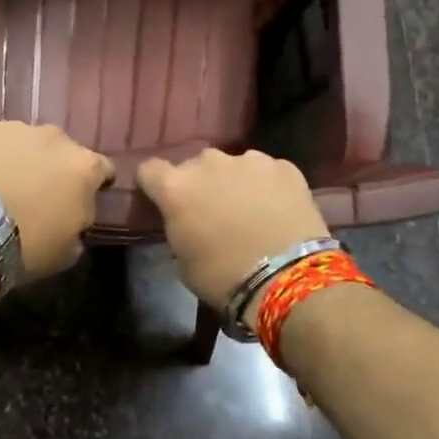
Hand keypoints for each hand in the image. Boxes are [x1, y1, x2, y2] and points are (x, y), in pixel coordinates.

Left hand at [0, 121, 113, 281]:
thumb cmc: (25, 247)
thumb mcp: (68, 250)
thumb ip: (79, 223)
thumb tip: (74, 217)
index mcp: (83, 166)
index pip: (103, 169)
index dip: (95, 185)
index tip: (81, 199)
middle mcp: (54, 137)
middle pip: (62, 150)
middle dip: (54, 168)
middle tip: (37, 193)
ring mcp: (14, 128)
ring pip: (24, 142)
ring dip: (20, 158)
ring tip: (2, 184)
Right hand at [138, 149, 330, 313]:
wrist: (288, 277)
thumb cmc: (224, 277)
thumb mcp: (183, 261)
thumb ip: (179, 228)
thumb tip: (187, 222)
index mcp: (176, 187)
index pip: (150, 170)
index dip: (154, 185)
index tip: (163, 202)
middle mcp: (209, 163)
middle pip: (195, 165)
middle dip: (199, 184)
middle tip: (211, 212)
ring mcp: (250, 160)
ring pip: (233, 166)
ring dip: (234, 182)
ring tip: (249, 210)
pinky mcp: (284, 167)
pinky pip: (267, 172)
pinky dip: (268, 187)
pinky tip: (277, 210)